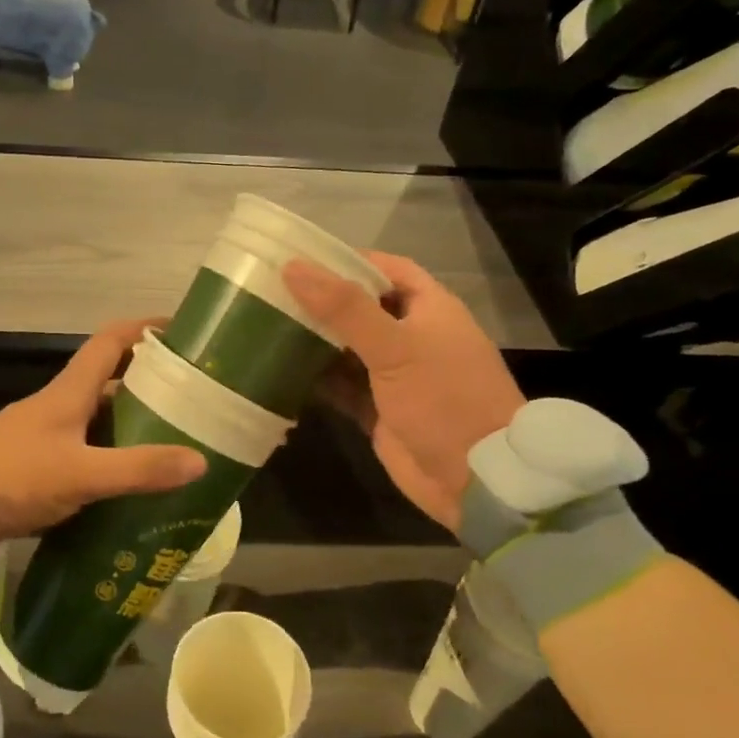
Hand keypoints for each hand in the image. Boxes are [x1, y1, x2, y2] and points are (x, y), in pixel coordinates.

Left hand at [0, 318, 207, 558]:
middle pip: (108, 381)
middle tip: (192, 400)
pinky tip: (132, 484)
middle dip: (149, 384)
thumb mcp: (81, 474)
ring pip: (97, 421)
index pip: (110, 342)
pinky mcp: (35, 467)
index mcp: (67, 393)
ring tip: (174, 442)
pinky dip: (110, 460)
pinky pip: (84, 454)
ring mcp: (44, 437)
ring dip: (131, 426)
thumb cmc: (11, 479)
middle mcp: (57, 407)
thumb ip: (138, 468)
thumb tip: (200, 460)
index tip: (182, 333)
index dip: (144, 330)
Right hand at [284, 252, 524, 528]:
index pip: (386, 268)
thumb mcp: (396, 347)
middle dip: (321, 302)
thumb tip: (293, 268)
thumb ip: (345, 308)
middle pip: (360, 308)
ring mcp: (394, 375)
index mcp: (428, 309)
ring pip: (346, 348)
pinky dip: (315, 379)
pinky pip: (341, 385)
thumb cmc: (443, 399)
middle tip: (270, 293)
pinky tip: (279, 371)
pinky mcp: (378, 409)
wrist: (474, 478)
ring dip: (313, 340)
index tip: (301, 259)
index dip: (347, 261)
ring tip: (265, 326)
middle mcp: (411, 336)